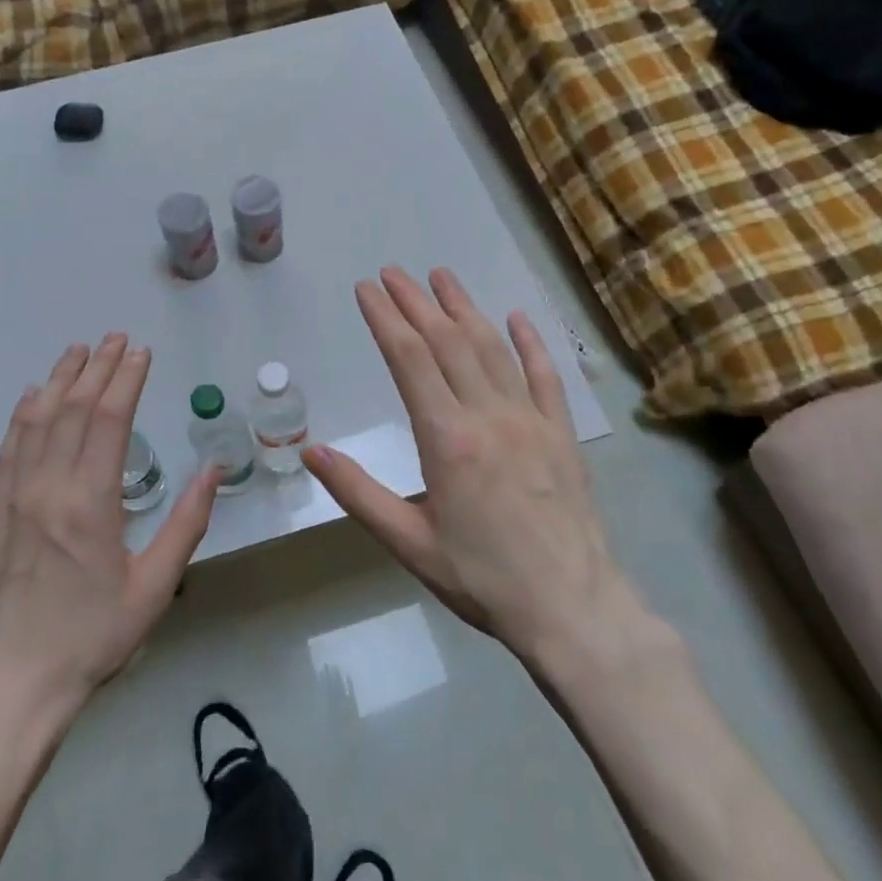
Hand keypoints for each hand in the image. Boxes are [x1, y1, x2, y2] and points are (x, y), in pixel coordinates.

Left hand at [0, 334, 217, 710]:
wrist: (16, 681)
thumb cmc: (94, 635)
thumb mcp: (155, 586)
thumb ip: (186, 523)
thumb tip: (214, 470)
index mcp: (91, 502)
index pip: (109, 422)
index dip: (126, 381)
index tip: (141, 353)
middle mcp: (49, 487)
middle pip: (73, 411)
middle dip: (97, 369)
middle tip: (115, 338)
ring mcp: (16, 497)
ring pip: (38, 421)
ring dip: (60, 381)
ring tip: (78, 351)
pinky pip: (9, 448)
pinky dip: (23, 415)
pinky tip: (33, 396)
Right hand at [303, 267, 613, 664]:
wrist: (571, 608)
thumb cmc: (482, 579)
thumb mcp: (409, 543)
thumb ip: (358, 493)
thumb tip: (309, 453)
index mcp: (447, 438)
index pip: (409, 360)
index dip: (385, 318)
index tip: (366, 288)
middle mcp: (488, 415)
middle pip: (447, 341)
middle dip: (416, 302)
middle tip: (393, 272)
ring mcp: (530, 419)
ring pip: (492, 348)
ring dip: (464, 308)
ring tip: (441, 276)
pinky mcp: (561, 433)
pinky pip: (545, 375)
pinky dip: (529, 342)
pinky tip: (516, 317)